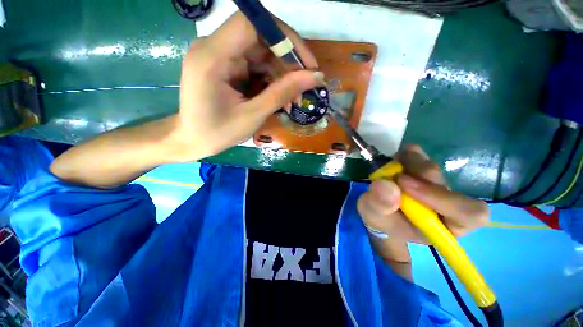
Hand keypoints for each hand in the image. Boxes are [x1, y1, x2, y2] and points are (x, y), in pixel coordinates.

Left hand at [171, 11, 322, 160]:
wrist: (192, 140)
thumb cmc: (217, 133)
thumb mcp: (253, 115)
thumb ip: (282, 93)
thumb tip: (315, 77)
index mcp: (212, 57)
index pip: (253, 24)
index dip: (285, 37)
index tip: (307, 63)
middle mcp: (214, 47)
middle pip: (260, 39)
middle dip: (287, 63)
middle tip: (304, 88)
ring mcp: (220, 56)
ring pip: (261, 54)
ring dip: (282, 76)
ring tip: (293, 101)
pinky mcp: (226, 66)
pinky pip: (255, 66)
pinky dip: (271, 81)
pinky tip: (279, 98)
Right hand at [358, 144, 489, 243]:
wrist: (379, 212)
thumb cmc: (382, 221)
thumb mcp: (374, 217)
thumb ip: (379, 205)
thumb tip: (386, 184)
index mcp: (444, 225)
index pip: (467, 213)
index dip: (441, 197)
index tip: (403, 184)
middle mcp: (445, 204)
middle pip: (443, 183)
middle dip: (415, 176)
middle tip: (391, 174)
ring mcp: (434, 185)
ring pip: (431, 168)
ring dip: (409, 163)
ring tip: (389, 168)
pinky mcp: (422, 171)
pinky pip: (423, 157)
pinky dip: (409, 154)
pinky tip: (398, 156)